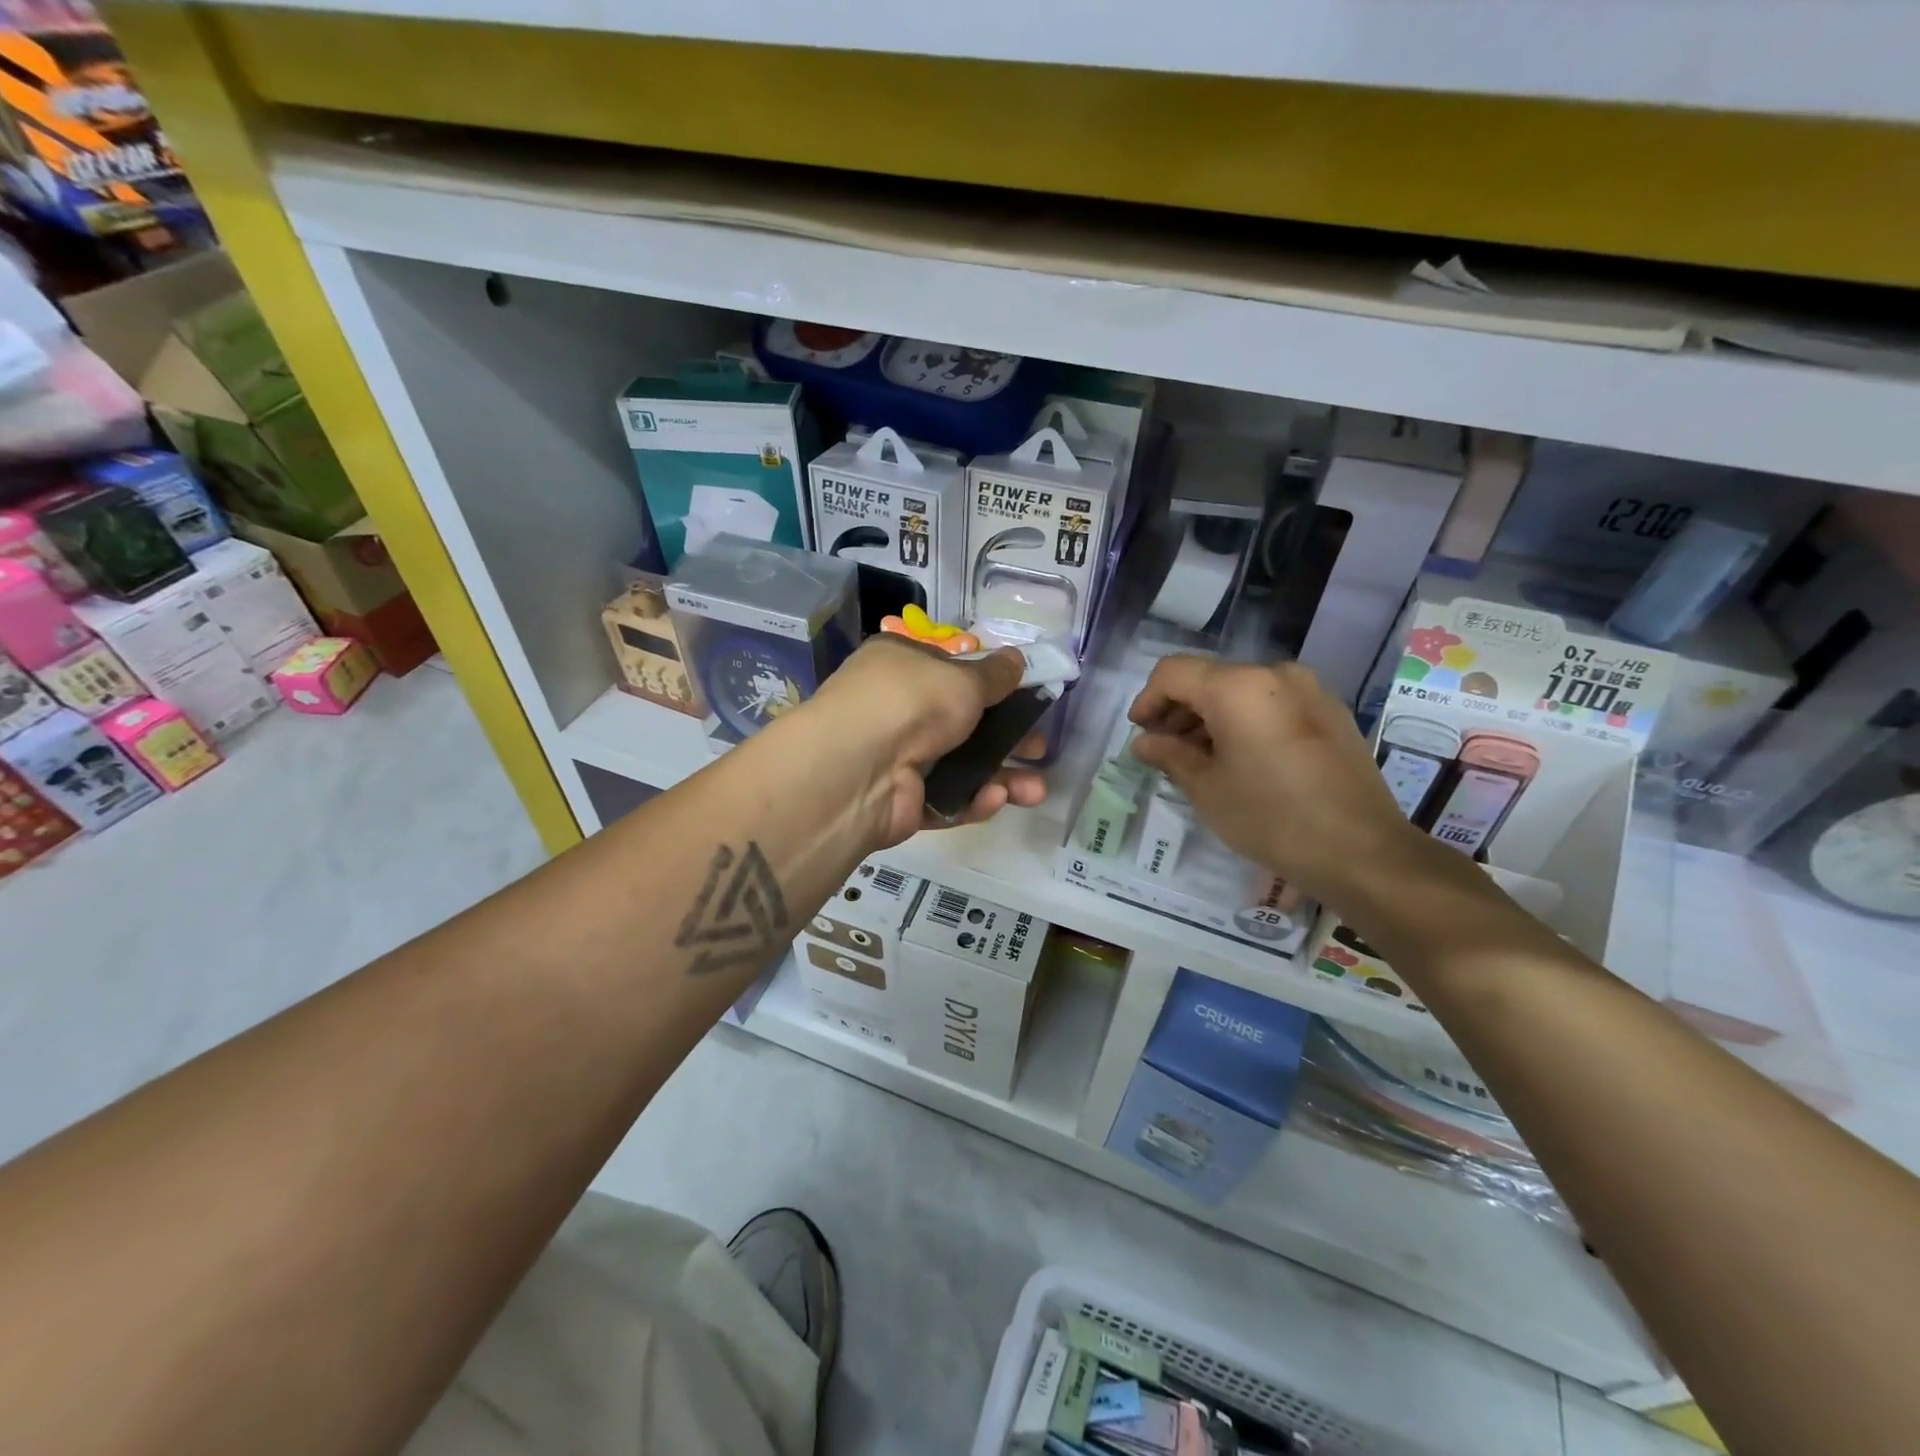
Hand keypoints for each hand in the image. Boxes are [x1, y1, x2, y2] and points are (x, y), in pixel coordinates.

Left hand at [798, 635, 1046, 846]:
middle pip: (962, 723)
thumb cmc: (912, 701)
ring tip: (1037, 791)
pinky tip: (996, 799)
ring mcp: (897, 757)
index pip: (949, 671)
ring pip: (960, 766)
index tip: (1025, 697)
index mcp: (901, 665)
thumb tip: (1016, 660)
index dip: (988, 684)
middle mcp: (896, 708)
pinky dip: (972, 799)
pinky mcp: (901, 800)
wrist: (857, 767)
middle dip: (1007, 738)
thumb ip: (994, 674)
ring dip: (1001, 776)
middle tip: (1039, 749)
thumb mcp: (963, 678)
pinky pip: (945, 797)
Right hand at [1127, 657, 1431, 911]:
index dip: (1148, 699)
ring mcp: (1309, 690)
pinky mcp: (1331, 712)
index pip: (1173, 672)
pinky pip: (1272, 703)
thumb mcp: (1207, 789)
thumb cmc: (1271, 818)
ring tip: (1200, 758)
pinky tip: (1241, 759)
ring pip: (1242, 690)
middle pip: (1209, 678)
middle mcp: (1275, 674)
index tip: (1140, 733)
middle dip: (1179, 709)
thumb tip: (1144, 742)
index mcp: (1238, 686)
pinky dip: (1245, 721)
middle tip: (1165, 750)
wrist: (1362, 851)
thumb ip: (1170, 755)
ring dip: (1211, 716)